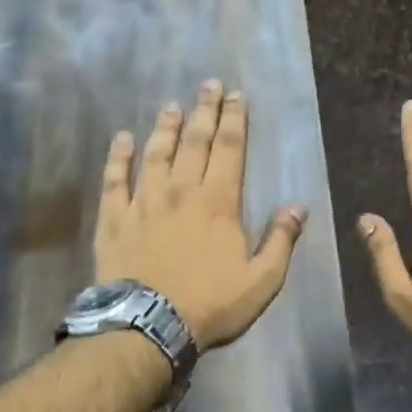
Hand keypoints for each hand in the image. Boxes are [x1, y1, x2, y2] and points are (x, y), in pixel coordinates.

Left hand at [95, 80, 306, 350]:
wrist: (148, 325)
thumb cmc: (210, 304)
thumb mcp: (262, 280)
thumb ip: (280, 241)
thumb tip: (297, 207)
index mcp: (218, 202)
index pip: (229, 149)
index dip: (234, 120)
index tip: (236, 96)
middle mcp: (181, 191)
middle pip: (194, 142)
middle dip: (204, 111)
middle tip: (209, 85)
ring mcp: (144, 202)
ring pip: (155, 154)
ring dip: (165, 128)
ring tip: (172, 105)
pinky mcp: (114, 219)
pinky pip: (115, 180)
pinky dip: (118, 157)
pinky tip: (121, 139)